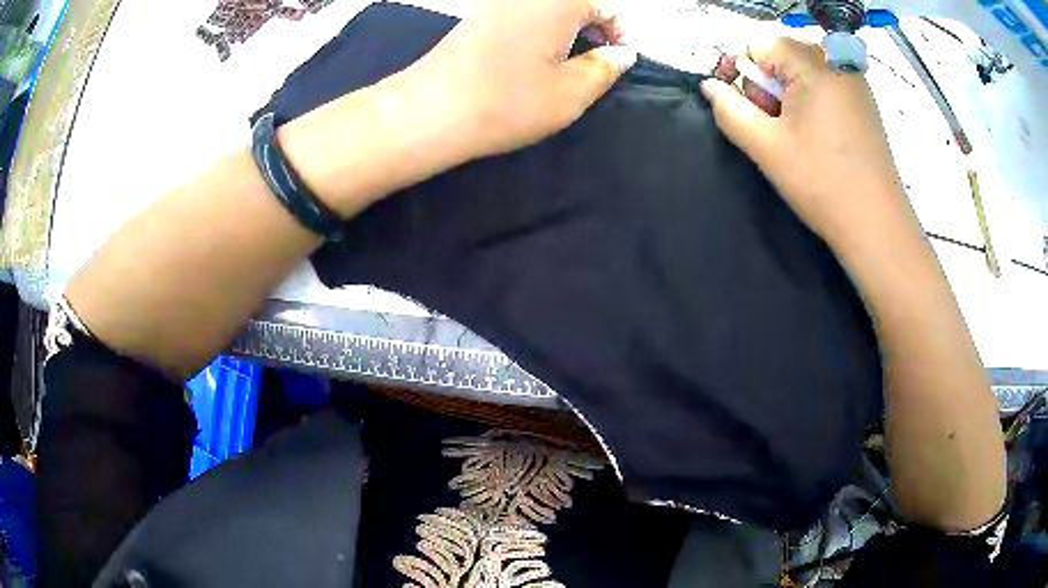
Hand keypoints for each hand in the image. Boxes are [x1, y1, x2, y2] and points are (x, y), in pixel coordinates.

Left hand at [402, 0, 636, 161]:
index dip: (620, 34)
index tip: (615, 63)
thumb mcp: (571, 92)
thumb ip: (605, 68)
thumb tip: (623, 53)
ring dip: (567, 28)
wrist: (431, 110)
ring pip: (549, 7)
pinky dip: (540, 28)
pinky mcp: (478, 15)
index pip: (608, 6)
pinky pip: (524, 12)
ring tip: (563, 63)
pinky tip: (532, 56)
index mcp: (560, 0)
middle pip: (577, 1)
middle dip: (594, 27)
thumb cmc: (508, 101)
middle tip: (592, 64)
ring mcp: (499, 1)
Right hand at [701, 38, 912, 245]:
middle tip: (771, 125)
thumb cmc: (821, 184)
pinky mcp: (865, 104)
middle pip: (784, 54)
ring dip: (788, 93)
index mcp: (814, 66)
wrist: (876, 226)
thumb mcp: (766, 147)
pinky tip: (816, 135)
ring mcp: (855, 83)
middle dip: (767, 83)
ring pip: (805, 70)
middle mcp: (837, 65)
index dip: (741, 69)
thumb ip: (729, 110)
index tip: (740, 104)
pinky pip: (826, 85)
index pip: (760, 45)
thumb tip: (710, 86)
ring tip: (793, 134)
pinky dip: (811, 100)